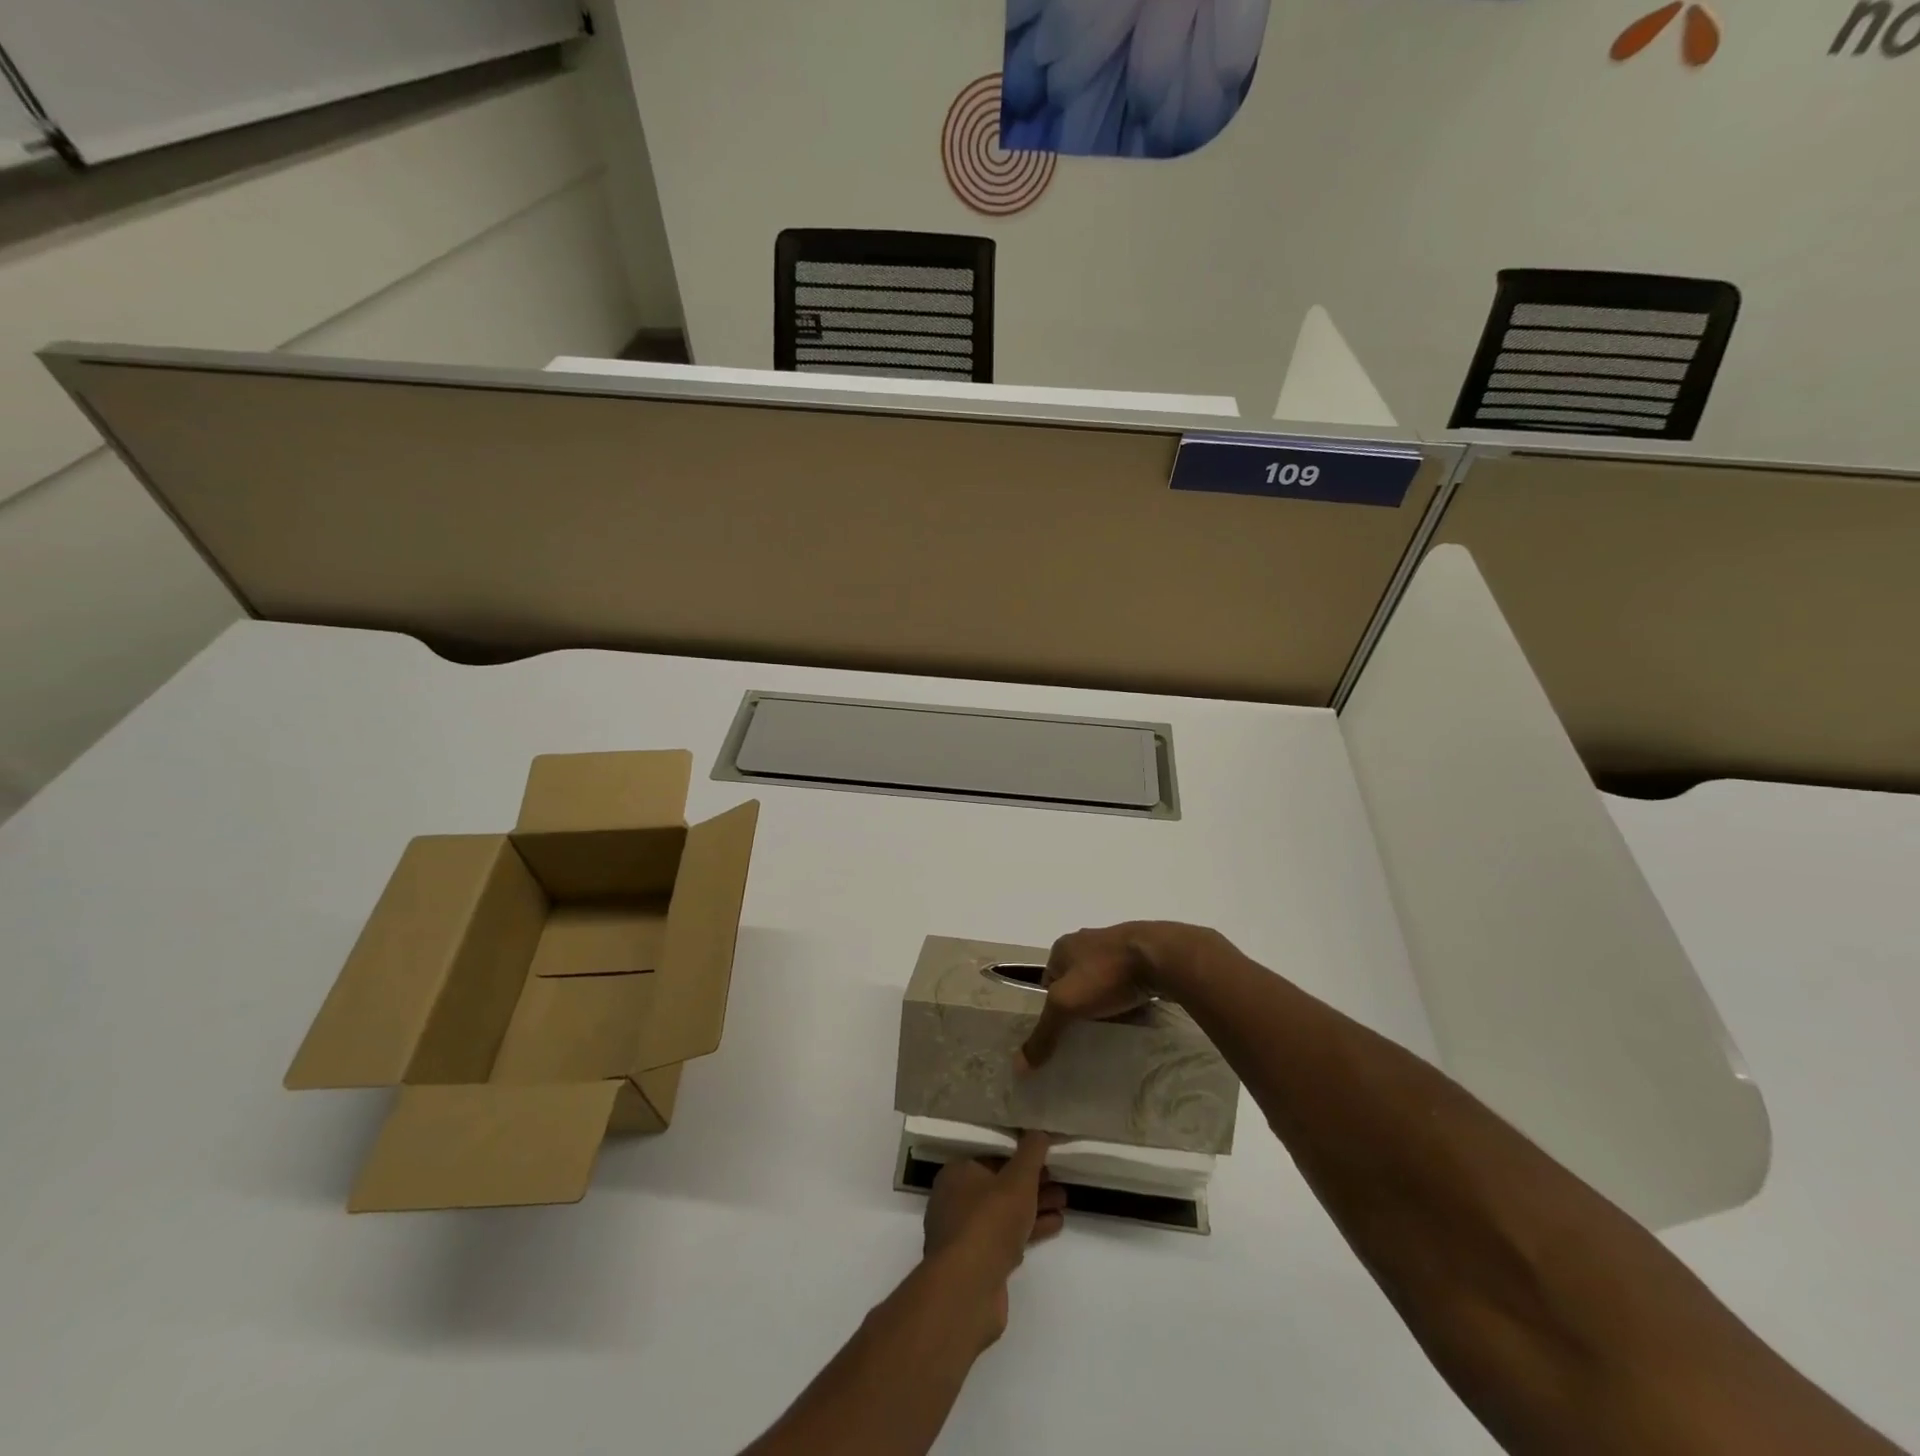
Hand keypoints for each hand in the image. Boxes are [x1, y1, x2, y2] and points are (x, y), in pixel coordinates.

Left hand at [923, 1132, 1065, 1344]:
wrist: (968, 1288)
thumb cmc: (990, 1220)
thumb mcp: (1018, 1178)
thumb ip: (1031, 1152)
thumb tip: (1040, 1129)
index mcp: (956, 1174)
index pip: (991, 1157)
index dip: (1020, 1157)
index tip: (1045, 1159)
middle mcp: (954, 1201)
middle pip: (999, 1186)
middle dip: (1032, 1184)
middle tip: (1060, 1181)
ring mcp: (964, 1235)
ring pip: (1005, 1214)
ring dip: (1034, 1207)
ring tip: (1064, 1202)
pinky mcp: (976, 1264)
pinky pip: (1006, 1239)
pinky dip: (1029, 1230)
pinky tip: (1055, 1225)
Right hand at [1016, 922, 1194, 1070]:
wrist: (1162, 956)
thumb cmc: (1106, 974)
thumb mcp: (1066, 1005)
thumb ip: (1044, 1034)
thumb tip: (1018, 1066)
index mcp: (1063, 947)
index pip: (1047, 980)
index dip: (1051, 1006)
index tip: (1060, 1032)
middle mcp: (1087, 941)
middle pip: (1074, 980)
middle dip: (1079, 1004)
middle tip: (1083, 1033)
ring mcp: (1116, 946)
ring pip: (1101, 980)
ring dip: (1103, 1000)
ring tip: (1108, 1028)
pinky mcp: (1142, 956)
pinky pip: (1126, 981)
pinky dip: (1126, 997)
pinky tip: (1132, 1015)